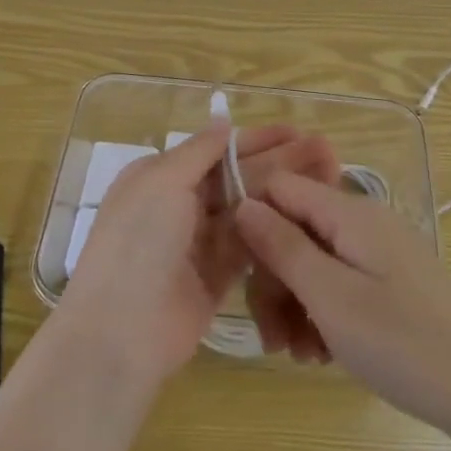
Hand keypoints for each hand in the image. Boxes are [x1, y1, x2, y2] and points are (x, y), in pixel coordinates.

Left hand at [55, 125, 340, 387]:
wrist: (122, 330)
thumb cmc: (138, 242)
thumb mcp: (162, 182)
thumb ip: (199, 151)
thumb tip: (223, 120)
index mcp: (160, 177)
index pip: (216, 151)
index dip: (257, 140)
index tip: (296, 132)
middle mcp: (179, 205)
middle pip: (237, 178)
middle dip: (278, 163)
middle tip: (324, 150)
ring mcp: (200, 242)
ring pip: (248, 210)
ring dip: (282, 195)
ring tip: (328, 178)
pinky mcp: (218, 276)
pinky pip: (250, 245)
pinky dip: (275, 229)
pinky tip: (307, 216)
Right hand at [234, 174, 450, 438]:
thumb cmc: (403, 342)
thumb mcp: (331, 296)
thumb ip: (283, 247)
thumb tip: (243, 203)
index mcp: (350, 213)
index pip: (280, 189)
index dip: (253, 223)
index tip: (239, 273)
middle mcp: (363, 223)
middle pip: (294, 232)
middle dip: (273, 283)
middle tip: (273, 340)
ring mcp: (378, 254)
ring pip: (313, 264)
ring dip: (295, 307)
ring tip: (299, 355)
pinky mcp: (389, 283)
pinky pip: (339, 284)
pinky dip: (322, 315)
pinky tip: (322, 354)